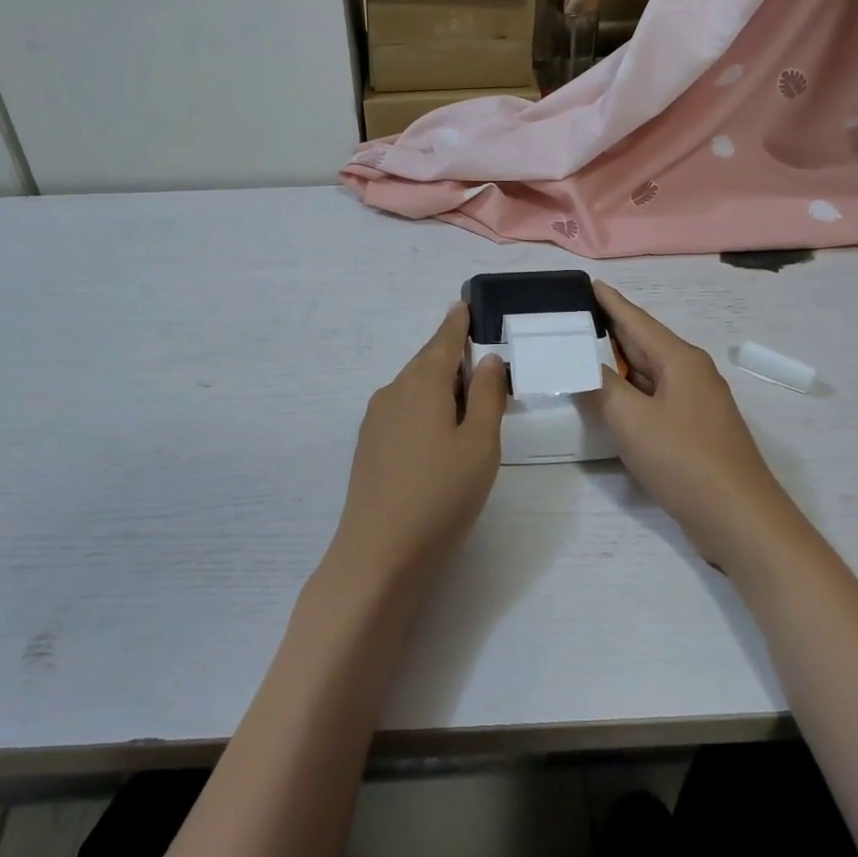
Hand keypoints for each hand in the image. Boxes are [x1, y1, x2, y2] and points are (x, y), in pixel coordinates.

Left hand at [323, 304, 507, 599]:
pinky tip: (438, 435)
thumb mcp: (480, 444)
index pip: (443, 340)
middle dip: (453, 358)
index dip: (457, 322)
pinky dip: (424, 408)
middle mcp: (393, 391)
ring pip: (414, 388)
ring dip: (440, 387)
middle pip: (427, 363)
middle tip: (484, 367)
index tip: (465, 304)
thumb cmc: (441, 494)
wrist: (380, 552)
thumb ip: (488, 397)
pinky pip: (402, 410)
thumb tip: (489, 360)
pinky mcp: (368, 444)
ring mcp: (375, 419)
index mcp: (422, 383)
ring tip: (469, 406)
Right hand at [585, 282, 799, 573]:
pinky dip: (628, 393)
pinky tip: (609, 399)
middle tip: (570, 319)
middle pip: (643, 343)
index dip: (610, 302)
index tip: (587, 283)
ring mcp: (694, 404)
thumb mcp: (631, 420)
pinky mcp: (693, 431)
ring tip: (580, 354)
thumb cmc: (684, 459)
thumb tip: (581, 366)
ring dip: (617, 364)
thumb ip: (601, 388)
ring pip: (648, 373)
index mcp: (680, 360)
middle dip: (608, 330)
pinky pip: (653, 399)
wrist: (739, 518)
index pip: (636, 320)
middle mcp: (690, 374)